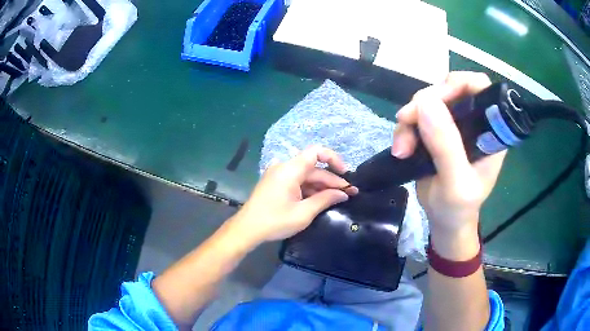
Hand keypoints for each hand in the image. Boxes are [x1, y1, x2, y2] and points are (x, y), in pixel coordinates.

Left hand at [230, 146, 357, 243]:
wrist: (247, 229)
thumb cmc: (275, 221)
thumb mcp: (303, 213)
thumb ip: (325, 199)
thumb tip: (344, 194)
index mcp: (290, 170)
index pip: (316, 152)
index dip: (333, 159)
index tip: (346, 173)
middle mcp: (284, 167)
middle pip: (314, 168)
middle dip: (332, 180)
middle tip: (350, 193)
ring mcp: (279, 174)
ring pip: (306, 176)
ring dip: (322, 186)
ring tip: (339, 198)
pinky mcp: (276, 183)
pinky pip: (297, 181)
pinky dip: (310, 189)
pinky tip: (321, 199)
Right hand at [392, 72, 505, 255]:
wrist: (444, 221)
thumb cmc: (458, 207)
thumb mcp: (455, 182)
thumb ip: (446, 145)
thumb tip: (425, 102)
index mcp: (488, 130)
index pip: (479, 88)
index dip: (458, 84)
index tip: (435, 100)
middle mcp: (471, 121)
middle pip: (448, 89)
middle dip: (425, 103)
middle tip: (407, 121)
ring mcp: (452, 126)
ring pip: (427, 102)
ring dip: (410, 119)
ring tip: (402, 148)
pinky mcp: (434, 132)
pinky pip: (416, 117)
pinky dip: (404, 129)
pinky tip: (400, 149)